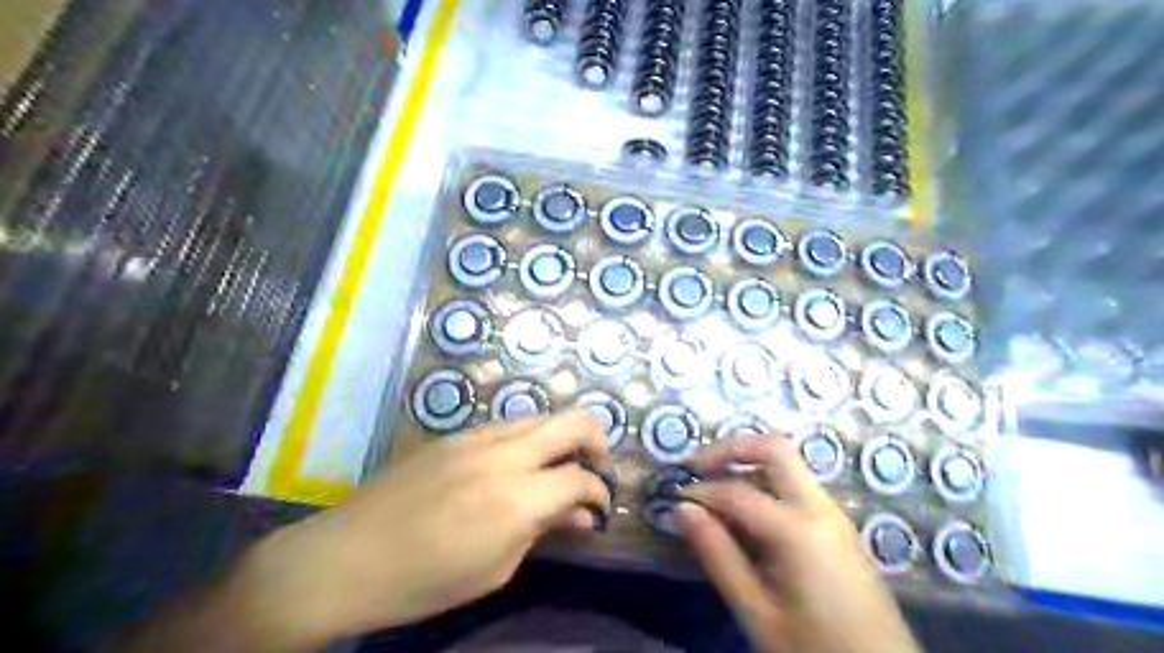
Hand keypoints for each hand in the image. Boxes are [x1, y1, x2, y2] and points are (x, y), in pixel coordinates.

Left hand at [230, 413, 610, 646]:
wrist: (345, 558)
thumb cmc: (423, 582)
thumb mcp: (495, 568)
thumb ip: (544, 531)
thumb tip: (582, 514)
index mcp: (517, 498)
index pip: (580, 477)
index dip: (599, 491)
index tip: (599, 508)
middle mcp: (504, 454)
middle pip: (573, 420)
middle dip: (597, 440)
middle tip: (595, 468)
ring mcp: (476, 436)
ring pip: (540, 415)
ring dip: (560, 436)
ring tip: (557, 467)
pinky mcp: (454, 433)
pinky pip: (507, 424)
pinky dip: (527, 438)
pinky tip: (516, 465)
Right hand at [673, 434, 918, 652]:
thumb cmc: (814, 648)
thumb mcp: (756, 611)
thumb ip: (717, 554)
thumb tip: (682, 509)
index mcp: (798, 530)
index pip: (736, 492)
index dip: (700, 491)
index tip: (673, 497)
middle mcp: (820, 508)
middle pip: (774, 449)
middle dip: (730, 449)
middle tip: (696, 466)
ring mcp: (834, 513)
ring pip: (788, 464)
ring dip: (748, 464)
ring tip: (713, 485)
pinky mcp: (838, 525)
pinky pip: (797, 485)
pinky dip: (765, 482)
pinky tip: (746, 511)